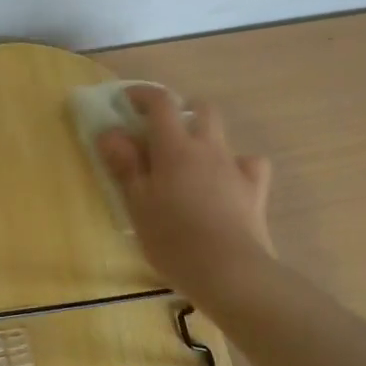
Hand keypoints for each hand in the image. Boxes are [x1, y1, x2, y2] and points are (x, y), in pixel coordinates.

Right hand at [96, 86, 274, 289]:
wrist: (230, 271)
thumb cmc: (173, 237)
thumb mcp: (137, 203)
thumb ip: (124, 164)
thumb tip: (110, 132)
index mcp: (174, 146)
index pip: (161, 102)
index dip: (143, 94)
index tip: (127, 101)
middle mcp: (207, 147)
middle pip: (201, 109)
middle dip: (181, 110)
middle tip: (160, 130)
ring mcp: (235, 167)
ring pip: (223, 135)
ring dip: (205, 137)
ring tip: (189, 160)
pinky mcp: (255, 191)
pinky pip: (249, 165)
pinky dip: (236, 166)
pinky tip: (226, 182)